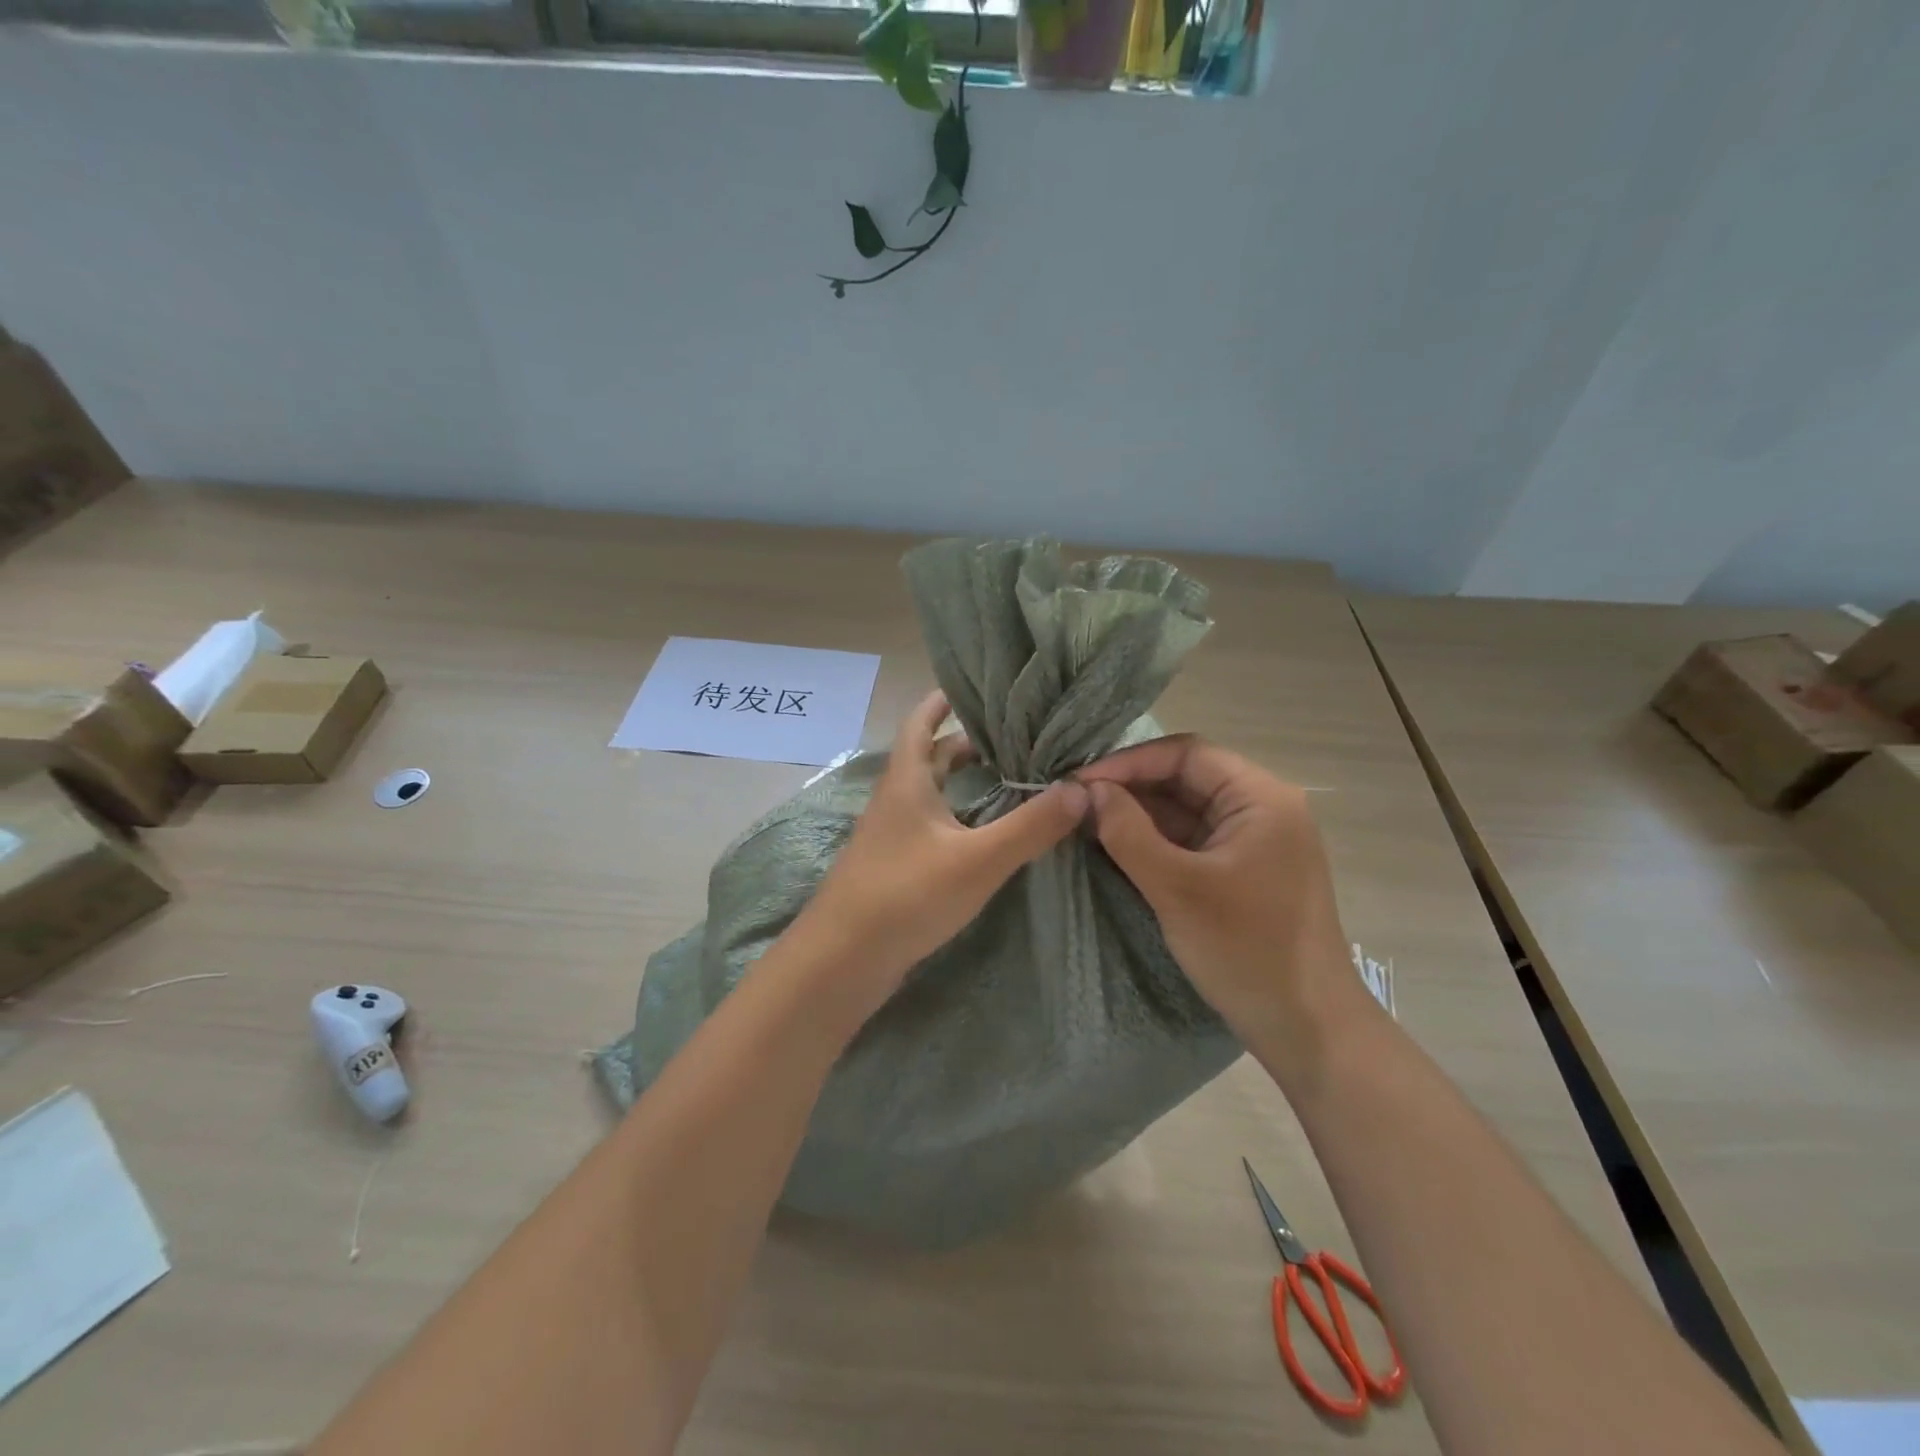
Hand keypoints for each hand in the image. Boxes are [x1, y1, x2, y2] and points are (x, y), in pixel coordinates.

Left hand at [793, 690, 1088, 1010]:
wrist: (843, 960)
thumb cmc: (906, 894)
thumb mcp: (978, 859)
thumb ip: (1031, 826)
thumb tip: (1082, 789)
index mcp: (907, 780)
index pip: (921, 721)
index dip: (944, 700)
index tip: (978, 688)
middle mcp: (895, 799)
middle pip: (930, 756)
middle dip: (967, 743)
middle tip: (1014, 738)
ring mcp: (891, 835)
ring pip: (932, 793)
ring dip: (964, 781)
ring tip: (1010, 779)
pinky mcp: (895, 866)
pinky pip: (931, 825)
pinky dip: (958, 816)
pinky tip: (985, 833)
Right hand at [1077, 736, 1359, 1045]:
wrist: (1308, 1028)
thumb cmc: (1246, 951)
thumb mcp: (1177, 888)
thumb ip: (1128, 832)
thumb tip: (1090, 790)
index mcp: (1261, 798)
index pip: (1187, 754)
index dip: (1130, 761)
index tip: (1080, 781)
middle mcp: (1262, 808)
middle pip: (1187, 778)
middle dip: (1131, 787)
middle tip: (1077, 802)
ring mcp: (1255, 841)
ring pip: (1187, 810)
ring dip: (1140, 814)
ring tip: (1088, 822)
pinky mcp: (1245, 870)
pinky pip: (1193, 840)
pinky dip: (1156, 840)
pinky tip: (1118, 847)